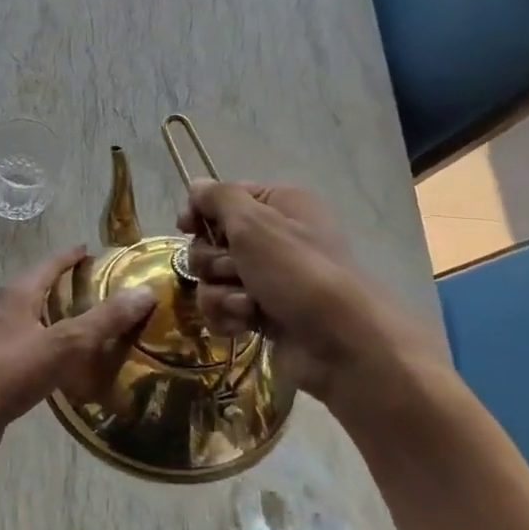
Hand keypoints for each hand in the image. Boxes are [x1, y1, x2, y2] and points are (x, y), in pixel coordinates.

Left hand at [0, 246, 155, 471]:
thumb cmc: (13, 372)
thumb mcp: (65, 343)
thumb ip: (104, 319)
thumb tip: (145, 291)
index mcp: (18, 294)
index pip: (49, 264)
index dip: (71, 257)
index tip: (93, 251)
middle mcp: (4, 309)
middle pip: (39, 288)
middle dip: (66, 286)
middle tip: (100, 290)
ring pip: (34, 319)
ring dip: (58, 318)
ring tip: (90, 326)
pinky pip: (30, 347)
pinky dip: (50, 347)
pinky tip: (66, 364)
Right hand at [179, 181, 446, 417]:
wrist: (341, 344)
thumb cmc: (298, 272)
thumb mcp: (255, 223)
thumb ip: (218, 198)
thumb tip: (196, 185)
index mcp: (279, 205)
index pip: (222, 198)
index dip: (201, 212)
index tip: (186, 227)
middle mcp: (273, 238)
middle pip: (211, 241)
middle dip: (214, 260)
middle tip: (237, 271)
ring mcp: (266, 279)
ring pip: (212, 278)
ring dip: (221, 292)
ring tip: (248, 304)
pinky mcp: (260, 314)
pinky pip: (221, 307)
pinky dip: (228, 315)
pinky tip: (245, 324)